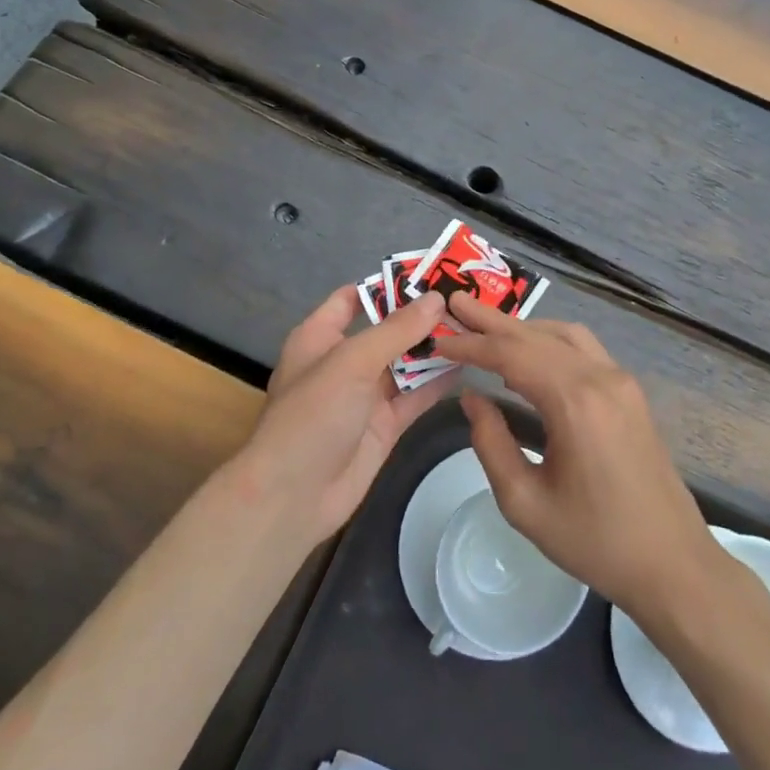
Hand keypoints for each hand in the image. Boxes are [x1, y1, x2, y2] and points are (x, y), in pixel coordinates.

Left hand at [228, 285, 457, 548]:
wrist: (294, 496)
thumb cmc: (313, 414)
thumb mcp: (352, 361)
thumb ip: (397, 330)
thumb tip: (437, 299)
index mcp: (321, 336)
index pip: (353, 298)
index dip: (388, 284)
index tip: (430, 273)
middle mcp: (344, 361)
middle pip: (387, 329)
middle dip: (421, 316)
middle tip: (466, 300)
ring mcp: (365, 394)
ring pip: (405, 362)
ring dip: (434, 348)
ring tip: (475, 326)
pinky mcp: (384, 424)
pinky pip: (415, 395)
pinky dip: (437, 382)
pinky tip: (468, 365)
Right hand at [435, 295, 723, 618]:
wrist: (672, 563)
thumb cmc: (595, 541)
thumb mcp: (525, 502)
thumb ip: (491, 443)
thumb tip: (472, 398)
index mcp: (575, 403)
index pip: (512, 356)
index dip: (472, 345)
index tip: (439, 340)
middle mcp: (601, 378)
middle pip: (537, 336)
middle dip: (493, 321)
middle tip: (456, 303)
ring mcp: (621, 382)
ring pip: (564, 335)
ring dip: (523, 328)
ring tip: (485, 327)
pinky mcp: (630, 393)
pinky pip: (584, 350)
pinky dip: (550, 341)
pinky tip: (529, 354)